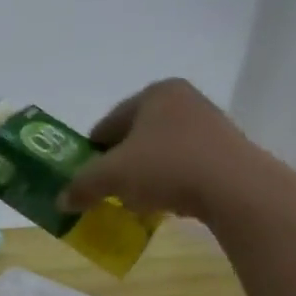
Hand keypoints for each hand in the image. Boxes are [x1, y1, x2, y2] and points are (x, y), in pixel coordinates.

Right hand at [57, 79, 260, 221]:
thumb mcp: (110, 177)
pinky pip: (183, 164)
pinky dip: (168, 181)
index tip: (83, 179)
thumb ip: (81, 186)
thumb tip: (61, 200)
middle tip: (106, 190)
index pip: (107, 124)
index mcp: (153, 94)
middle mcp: (183, 100)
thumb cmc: (165, 167)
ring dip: (142, 174)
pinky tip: (164, 202)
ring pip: (159, 151)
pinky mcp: (226, 149)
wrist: (234, 187)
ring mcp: (209, 123)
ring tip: (134, 200)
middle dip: (117, 164)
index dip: (89, 154)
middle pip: (134, 137)